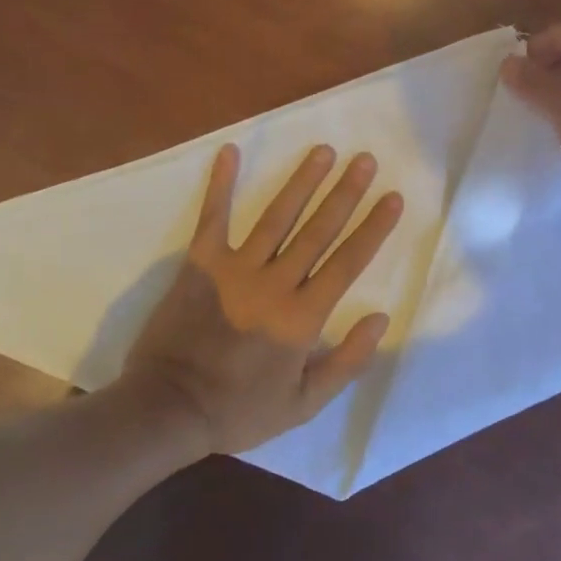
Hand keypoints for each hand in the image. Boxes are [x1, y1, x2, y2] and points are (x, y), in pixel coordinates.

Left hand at [119, 143, 404, 456]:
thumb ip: (346, 362)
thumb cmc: (239, 409)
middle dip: (345, 192)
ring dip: (302, 181)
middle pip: (318, 230)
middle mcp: (275, 284)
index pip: (347, 262)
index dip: (373, 228)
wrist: (168, 408)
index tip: (392, 197)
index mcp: (302, 317)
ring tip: (323, 151)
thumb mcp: (304, 404)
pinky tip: (230, 151)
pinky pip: (213, 217)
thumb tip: (380, 318)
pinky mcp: (200, 263)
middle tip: (364, 159)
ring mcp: (235, 269)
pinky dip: (221, 184)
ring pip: (277, 216)